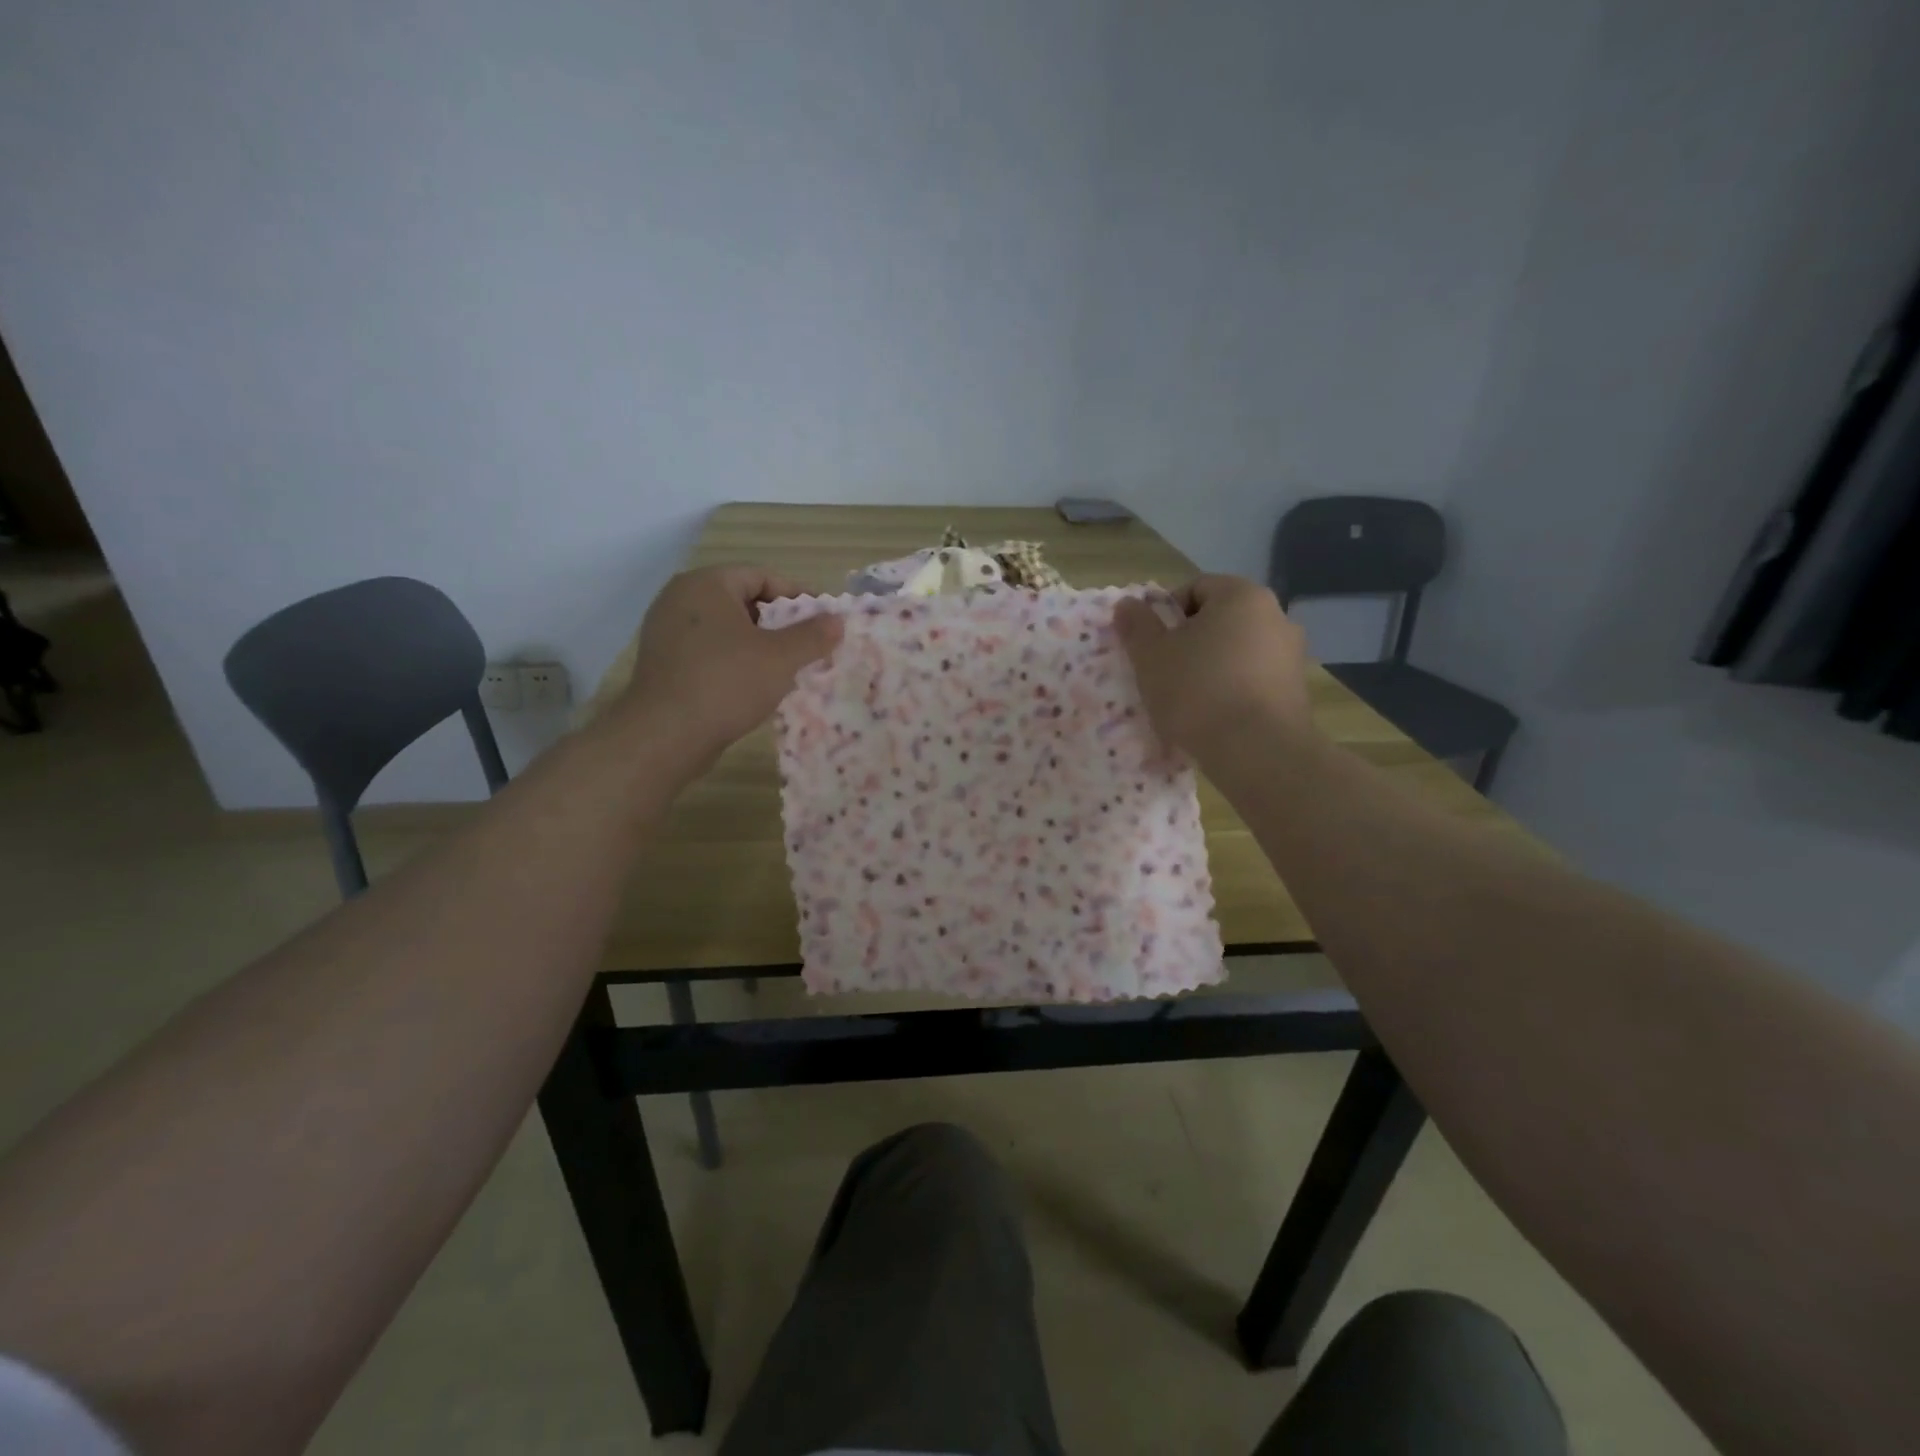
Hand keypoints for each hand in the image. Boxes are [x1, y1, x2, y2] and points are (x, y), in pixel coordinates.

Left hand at [618, 564, 841, 762]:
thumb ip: (813, 635)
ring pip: (724, 628)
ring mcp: (665, 631)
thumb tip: (837, 620)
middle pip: (741, 600)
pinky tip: (752, 685)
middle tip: (805, 645)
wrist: (665, 735)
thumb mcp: (781, 658)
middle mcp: (680, 598)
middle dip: (777, 622)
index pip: (761, 576)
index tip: (821, 619)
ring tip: (784, 667)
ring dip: (757, 643)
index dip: (796, 595)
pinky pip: (707, 650)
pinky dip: (733, 660)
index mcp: (706, 584)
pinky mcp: (662, 662)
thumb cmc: (727, 683)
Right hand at [1113, 576, 1313, 756]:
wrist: (1257, 751)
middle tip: (1164, 673)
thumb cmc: (1198, 691)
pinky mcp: (1296, 691)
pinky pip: (1253, 680)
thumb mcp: (1151, 656)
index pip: (1195, 588)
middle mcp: (1275, 616)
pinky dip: (1232, 691)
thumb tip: (1128, 604)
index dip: (1165, 614)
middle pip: (1218, 620)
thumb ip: (1137, 625)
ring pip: (1236, 652)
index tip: (1151, 646)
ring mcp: (1292, 655)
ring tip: (1188, 701)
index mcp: (1242, 596)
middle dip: (1189, 642)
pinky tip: (1214, 717)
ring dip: (1211, 668)